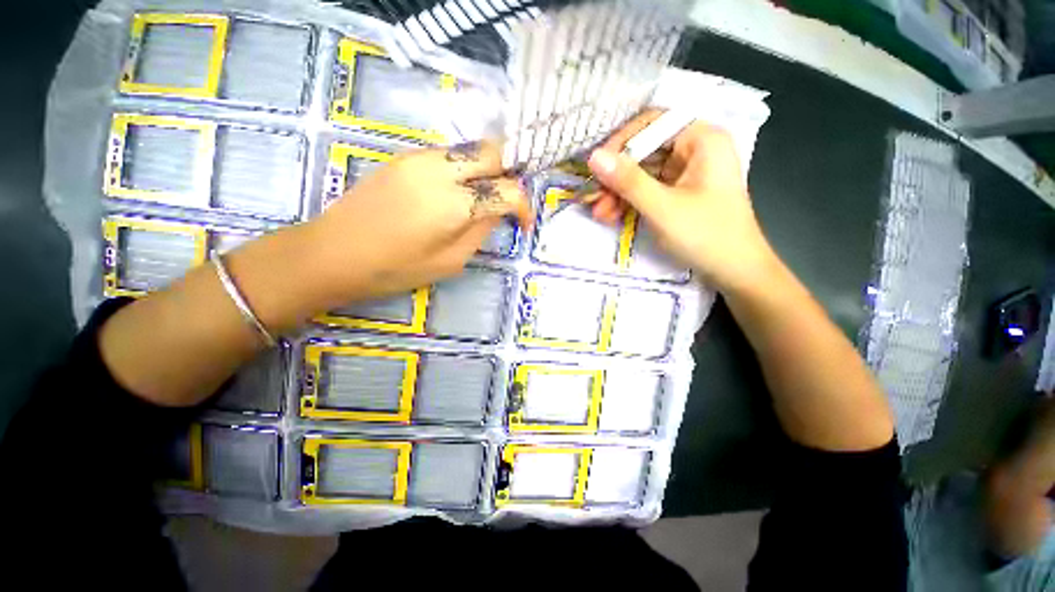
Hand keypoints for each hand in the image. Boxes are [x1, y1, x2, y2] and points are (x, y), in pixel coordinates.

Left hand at [306, 139, 532, 304]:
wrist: (333, 252)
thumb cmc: (395, 268)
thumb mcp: (451, 261)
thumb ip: (480, 231)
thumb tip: (497, 210)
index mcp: (454, 204)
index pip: (507, 190)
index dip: (524, 206)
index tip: (524, 223)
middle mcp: (440, 169)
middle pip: (492, 151)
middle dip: (508, 173)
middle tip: (505, 200)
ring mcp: (419, 158)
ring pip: (470, 149)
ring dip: (485, 170)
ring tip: (482, 197)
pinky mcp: (404, 157)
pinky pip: (447, 154)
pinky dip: (463, 169)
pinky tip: (455, 192)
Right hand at [586, 110, 775, 292]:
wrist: (736, 273)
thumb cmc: (705, 236)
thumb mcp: (662, 208)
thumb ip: (628, 181)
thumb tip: (594, 156)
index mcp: (701, 140)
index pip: (652, 124)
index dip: (621, 142)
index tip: (597, 167)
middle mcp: (695, 151)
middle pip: (644, 152)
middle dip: (616, 178)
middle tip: (593, 198)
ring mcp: (687, 174)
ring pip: (643, 174)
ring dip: (619, 194)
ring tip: (599, 215)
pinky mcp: (680, 194)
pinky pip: (649, 191)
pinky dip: (630, 203)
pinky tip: (613, 217)